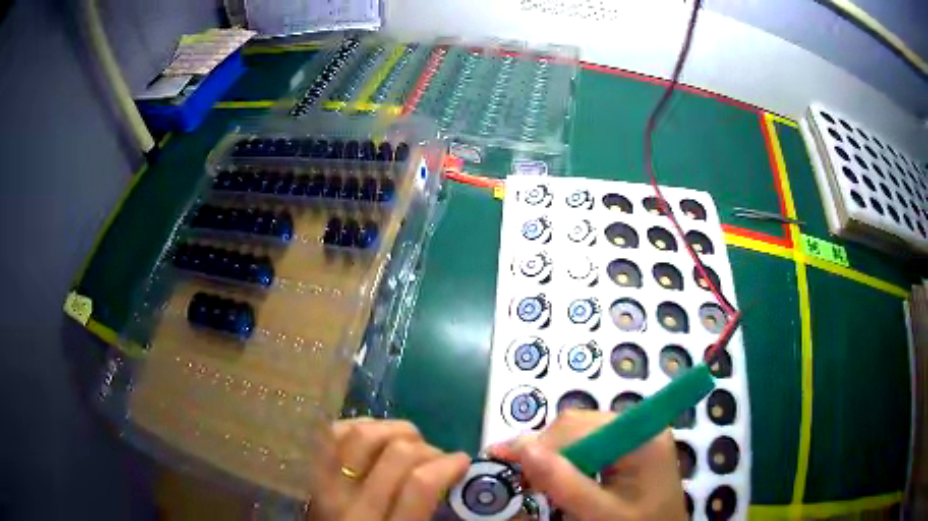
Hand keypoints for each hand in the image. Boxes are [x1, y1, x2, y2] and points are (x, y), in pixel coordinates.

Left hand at [309, 418, 469, 519]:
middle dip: (426, 448)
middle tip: (436, 458)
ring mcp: (326, 484)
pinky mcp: (311, 470)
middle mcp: (354, 504)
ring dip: (394, 430)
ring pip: (363, 434)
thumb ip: (431, 509)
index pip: (420, 484)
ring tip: (408, 442)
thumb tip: (455, 472)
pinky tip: (376, 436)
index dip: (448, 465)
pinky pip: (333, 432)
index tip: (462, 461)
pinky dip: (360, 426)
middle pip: (397, 453)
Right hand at [490, 410, 686, 520]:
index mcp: (641, 437)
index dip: (539, 443)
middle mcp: (638, 428)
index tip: (501, 459)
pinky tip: (557, 479)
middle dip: (544, 451)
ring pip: (578, 435)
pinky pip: (588, 446)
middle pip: (577, 426)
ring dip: (552, 457)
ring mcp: (633, 437)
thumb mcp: (601, 514)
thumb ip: (565, 483)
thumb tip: (522, 448)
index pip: (579, 427)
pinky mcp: (628, 450)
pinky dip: (566, 462)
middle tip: (517, 478)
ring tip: (533, 481)